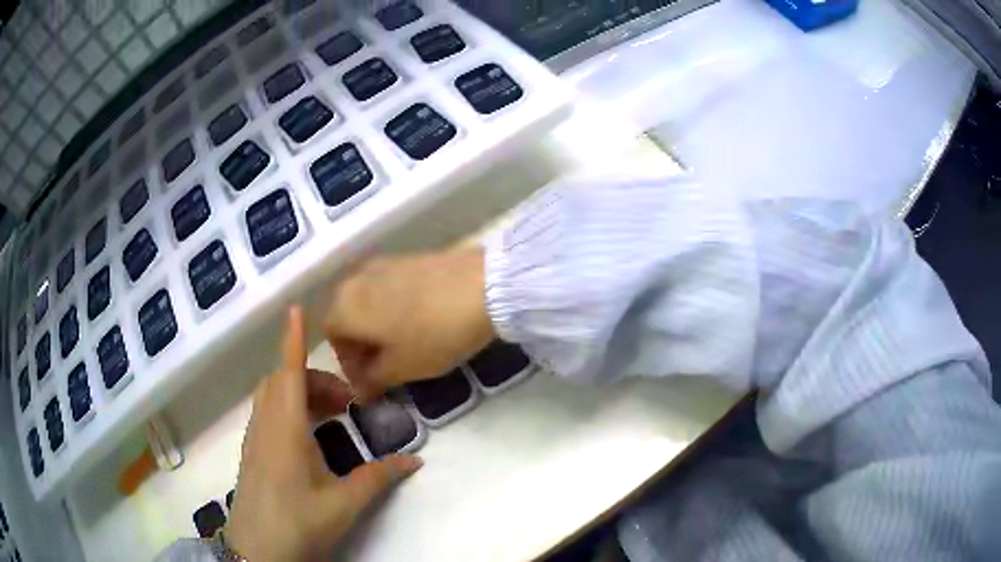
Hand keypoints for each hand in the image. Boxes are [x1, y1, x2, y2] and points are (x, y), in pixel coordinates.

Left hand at [226, 307, 422, 561]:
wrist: (257, 551)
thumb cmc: (298, 523)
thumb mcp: (343, 504)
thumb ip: (378, 478)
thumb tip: (415, 460)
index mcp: (286, 430)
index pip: (288, 372)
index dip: (292, 339)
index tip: (296, 308)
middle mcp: (266, 426)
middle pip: (282, 380)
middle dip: (313, 376)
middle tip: (346, 400)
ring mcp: (255, 439)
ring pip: (272, 396)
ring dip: (299, 391)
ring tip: (332, 414)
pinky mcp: (252, 453)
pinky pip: (268, 413)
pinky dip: (288, 407)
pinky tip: (309, 435)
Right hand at [325, 251, 493, 400]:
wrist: (483, 287)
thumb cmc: (433, 334)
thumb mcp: (401, 367)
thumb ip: (372, 380)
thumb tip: (361, 390)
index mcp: (345, 305)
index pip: (331, 336)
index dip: (348, 363)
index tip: (370, 382)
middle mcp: (355, 278)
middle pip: (346, 314)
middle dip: (360, 343)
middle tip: (383, 365)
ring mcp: (382, 263)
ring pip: (366, 300)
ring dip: (375, 325)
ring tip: (401, 345)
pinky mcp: (408, 257)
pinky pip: (387, 288)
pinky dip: (391, 307)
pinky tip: (416, 321)